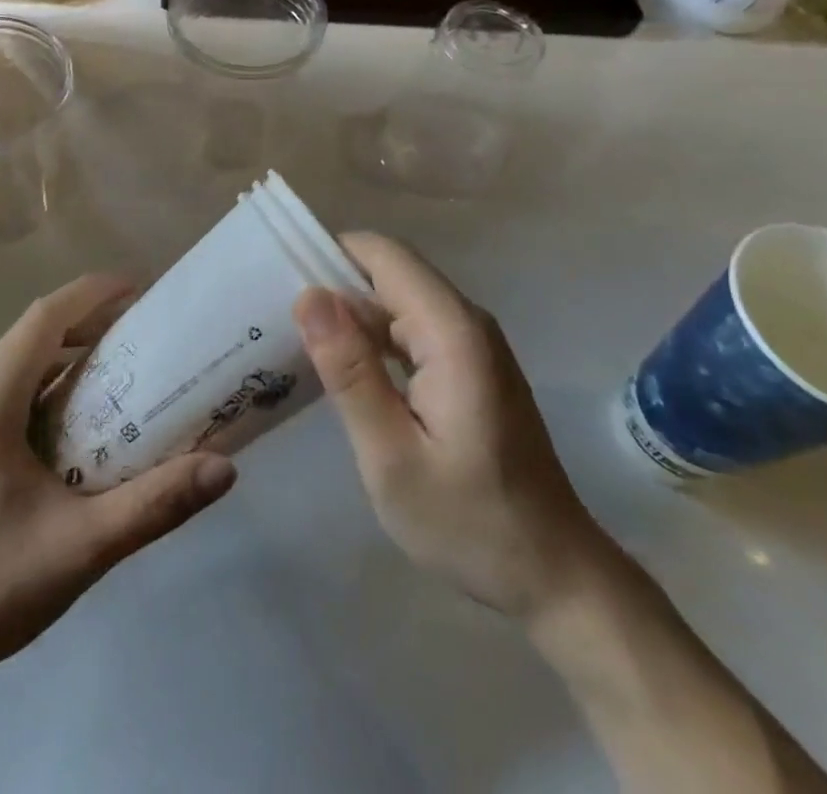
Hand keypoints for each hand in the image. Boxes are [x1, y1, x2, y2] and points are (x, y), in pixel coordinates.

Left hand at [0, 273, 237, 685]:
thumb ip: (155, 504)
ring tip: (124, 364)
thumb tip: (225, 468)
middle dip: (90, 320)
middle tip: (147, 330)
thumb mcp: (82, 546)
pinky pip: (8, 386)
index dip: (94, 293)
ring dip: (69, 351)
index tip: (143, 288)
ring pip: (20, 358)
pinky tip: (81, 418)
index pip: (45, 316)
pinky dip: (49, 382)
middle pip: (34, 330)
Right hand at [294, 232, 607, 617]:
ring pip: (396, 299)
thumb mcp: (392, 456)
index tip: (278, 281)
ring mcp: (471, 342)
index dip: (329, 254)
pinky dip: (372, 337)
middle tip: (274, 321)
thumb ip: (350, 371)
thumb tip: (308, 296)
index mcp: (451, 331)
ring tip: (294, 341)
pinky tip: (340, 368)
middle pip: (389, 272)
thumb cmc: (469, 522)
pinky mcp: (468, 364)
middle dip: (332, 285)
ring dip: (349, 313)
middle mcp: (465, 320)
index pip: (383, 254)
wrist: (552, 573)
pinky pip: (410, 327)